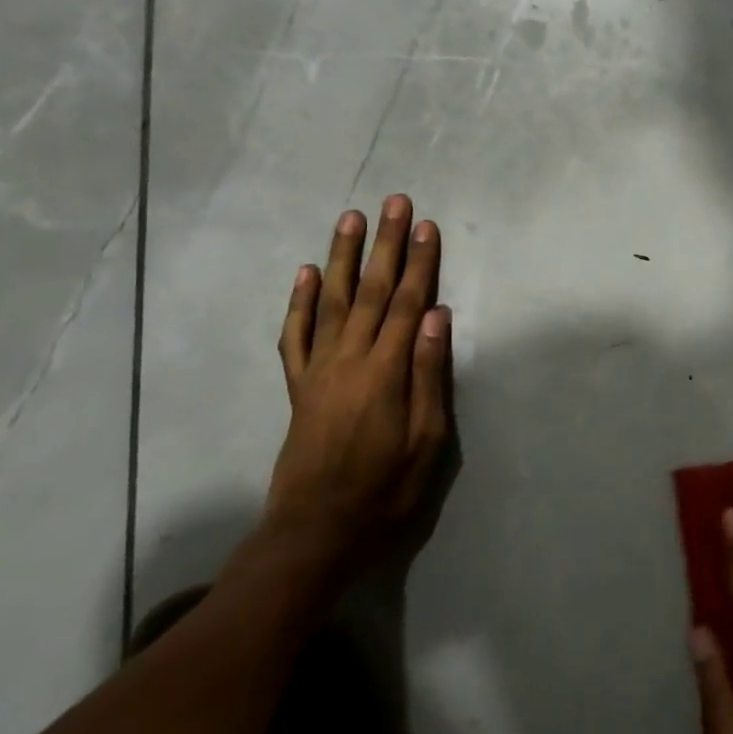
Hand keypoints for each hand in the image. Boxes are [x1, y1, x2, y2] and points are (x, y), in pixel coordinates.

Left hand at [268, 195, 452, 556]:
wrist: (314, 531)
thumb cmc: (385, 488)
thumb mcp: (426, 440)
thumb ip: (428, 374)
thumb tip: (437, 316)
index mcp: (384, 372)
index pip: (408, 304)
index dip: (420, 263)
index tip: (428, 226)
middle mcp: (348, 360)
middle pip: (372, 291)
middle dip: (386, 244)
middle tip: (394, 203)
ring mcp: (318, 371)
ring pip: (332, 301)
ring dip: (343, 257)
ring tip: (351, 219)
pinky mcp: (298, 386)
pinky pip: (295, 336)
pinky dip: (300, 303)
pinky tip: (306, 274)